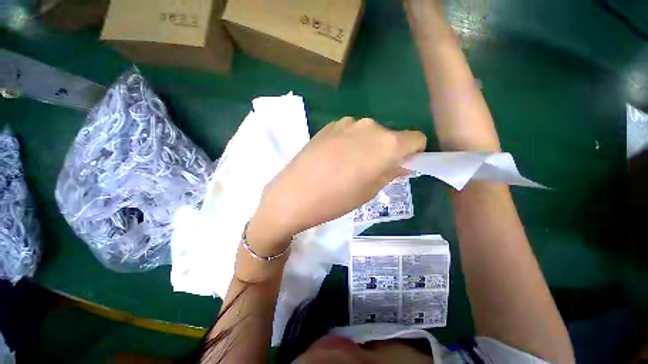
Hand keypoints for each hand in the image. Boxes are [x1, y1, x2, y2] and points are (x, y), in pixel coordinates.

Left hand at [246, 117, 425, 254]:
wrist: (294, 194)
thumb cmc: (336, 199)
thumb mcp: (370, 191)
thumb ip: (390, 173)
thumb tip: (403, 164)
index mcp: (386, 143)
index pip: (416, 139)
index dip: (412, 153)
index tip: (400, 166)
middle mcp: (370, 126)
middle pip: (391, 135)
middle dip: (387, 151)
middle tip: (370, 170)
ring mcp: (347, 122)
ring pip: (370, 132)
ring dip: (368, 146)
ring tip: (349, 165)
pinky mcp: (330, 124)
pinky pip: (351, 131)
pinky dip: (351, 141)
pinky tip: (335, 157)